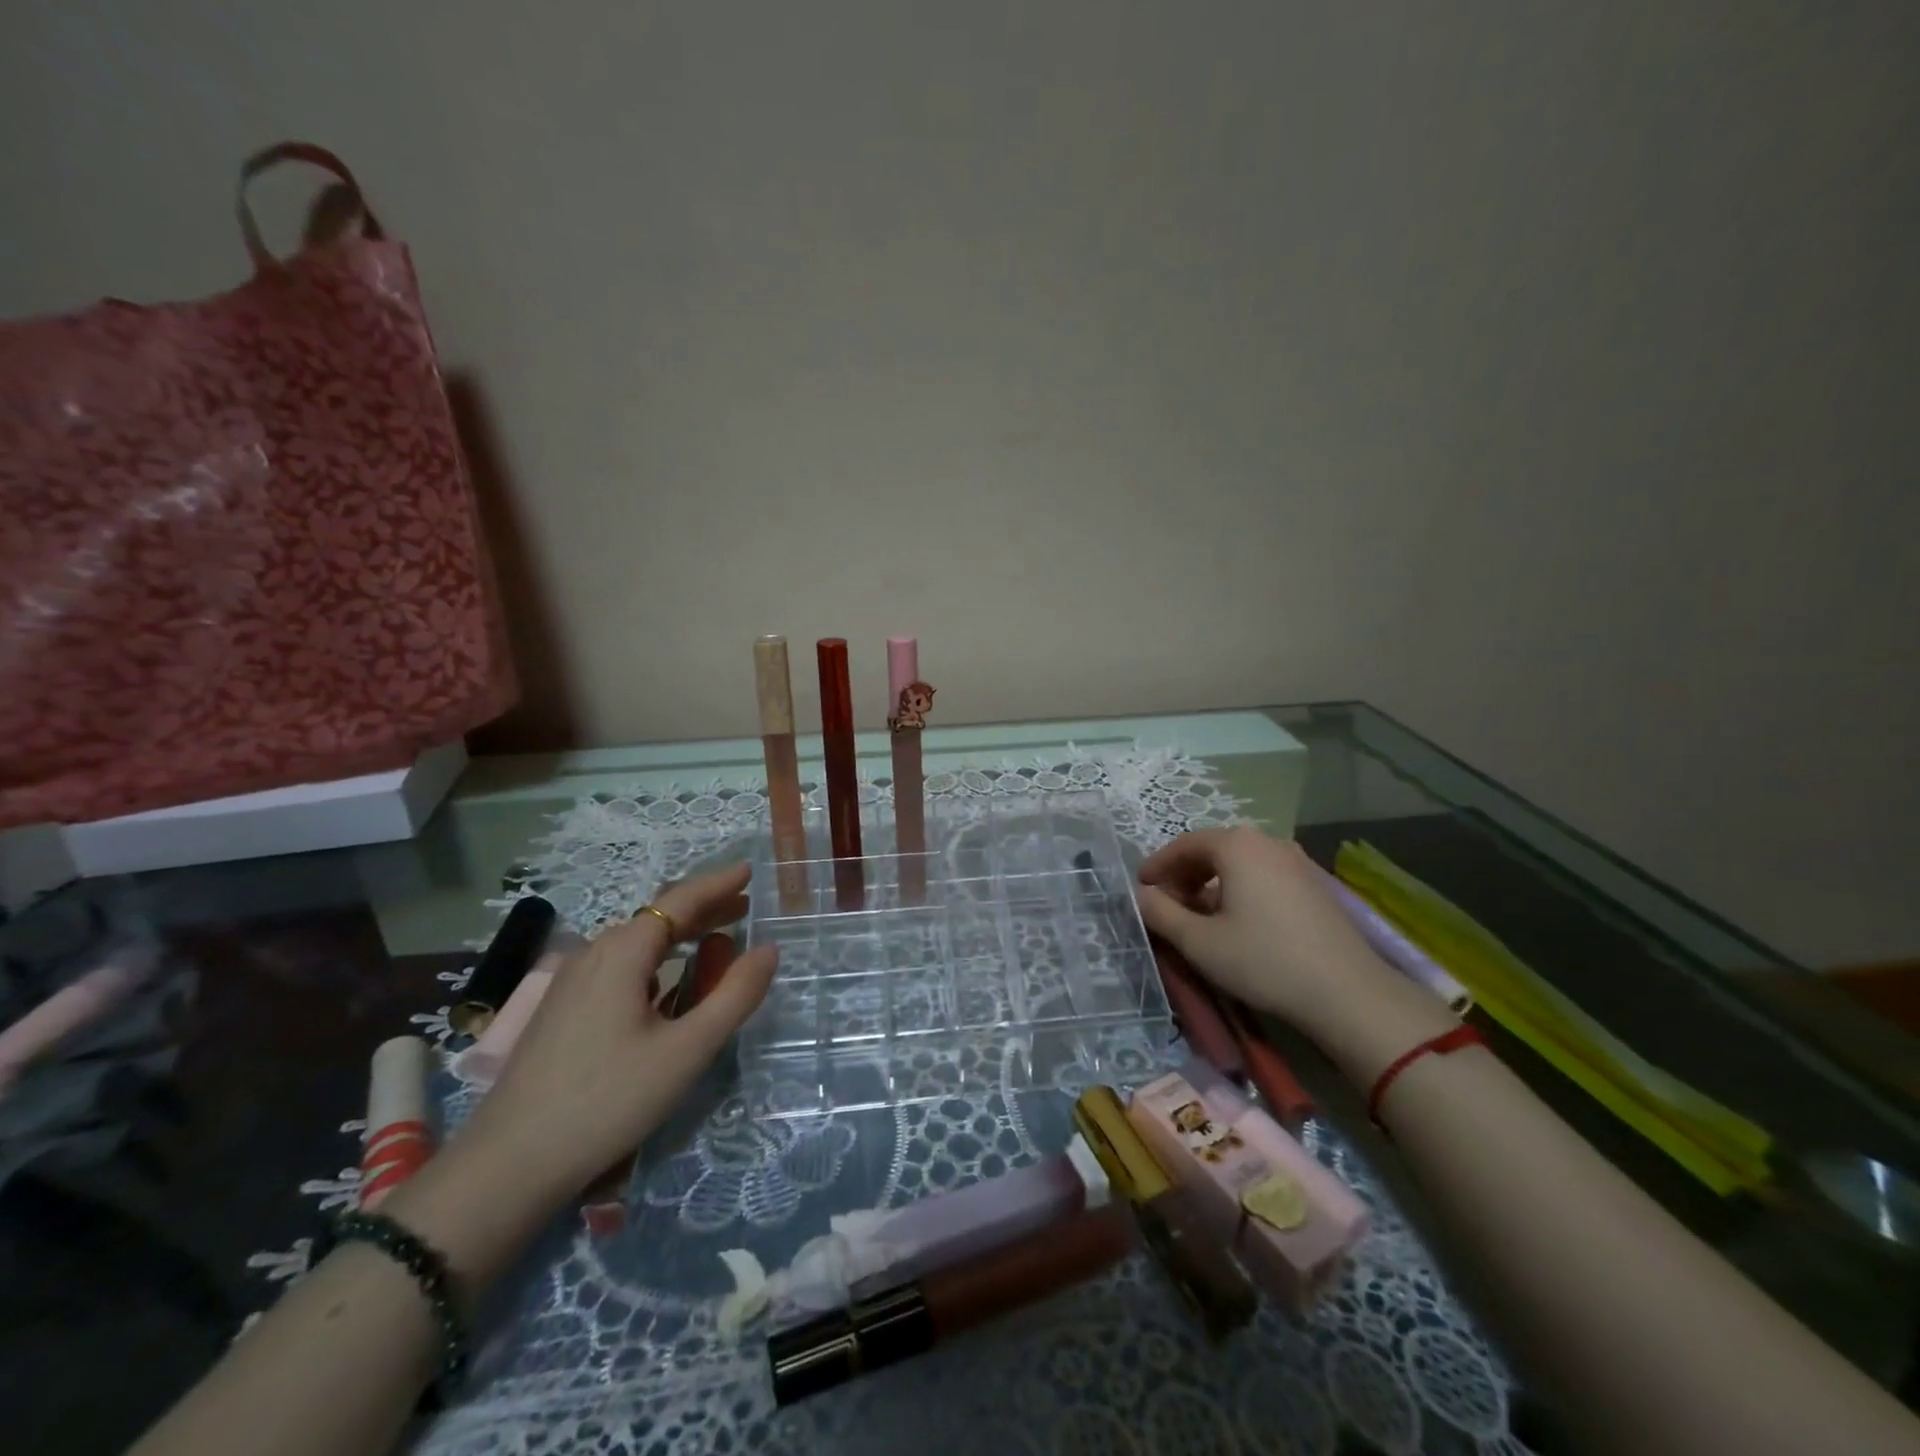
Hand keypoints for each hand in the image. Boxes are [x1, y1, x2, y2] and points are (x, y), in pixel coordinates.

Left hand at [451, 862, 777, 1203]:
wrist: (509, 1165)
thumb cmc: (609, 1099)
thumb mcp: (687, 1049)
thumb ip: (734, 995)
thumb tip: (768, 950)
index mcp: (623, 952)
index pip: (680, 901)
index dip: (718, 884)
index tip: (749, 870)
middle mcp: (593, 954)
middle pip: (657, 918)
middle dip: (704, 909)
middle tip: (744, 908)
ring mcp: (571, 982)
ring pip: (636, 944)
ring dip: (679, 937)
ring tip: (715, 943)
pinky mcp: (561, 1010)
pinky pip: (618, 967)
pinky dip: (655, 962)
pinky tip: (666, 986)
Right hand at [1136, 828, 1416, 1046]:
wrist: (1347, 993)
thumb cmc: (1263, 960)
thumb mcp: (1199, 942)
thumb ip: (1160, 913)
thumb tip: (1140, 896)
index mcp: (1236, 845)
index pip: (1183, 844)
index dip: (1157, 866)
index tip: (1141, 891)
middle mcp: (1266, 841)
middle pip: (1212, 849)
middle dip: (1183, 875)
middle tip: (1167, 906)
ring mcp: (1296, 860)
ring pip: (1239, 863)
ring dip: (1211, 883)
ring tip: (1199, 917)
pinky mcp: (1314, 883)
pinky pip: (1263, 874)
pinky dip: (1240, 889)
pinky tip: (1237, 921)